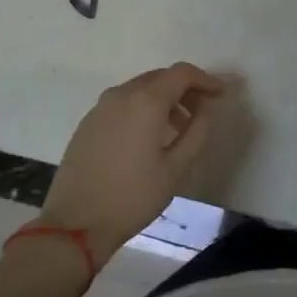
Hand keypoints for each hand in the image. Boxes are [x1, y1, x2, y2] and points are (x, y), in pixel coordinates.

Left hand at [38, 62, 226, 264]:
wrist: (75, 223)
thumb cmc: (133, 196)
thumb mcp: (176, 168)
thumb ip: (197, 132)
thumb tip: (205, 109)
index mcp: (146, 101)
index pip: (182, 73)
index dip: (205, 80)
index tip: (220, 95)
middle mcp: (121, 94)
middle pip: (160, 77)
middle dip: (185, 89)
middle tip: (201, 112)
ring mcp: (100, 107)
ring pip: (140, 90)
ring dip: (163, 100)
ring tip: (178, 129)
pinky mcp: (87, 123)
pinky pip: (122, 104)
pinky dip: (142, 109)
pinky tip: (147, 138)